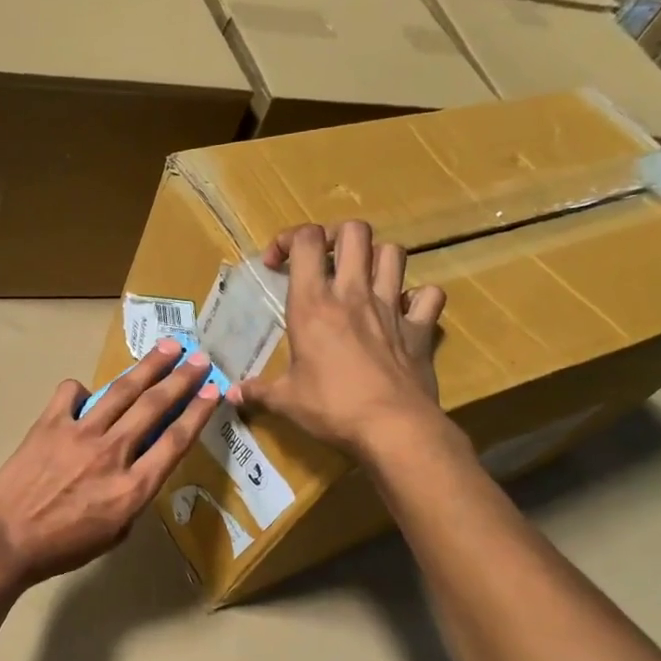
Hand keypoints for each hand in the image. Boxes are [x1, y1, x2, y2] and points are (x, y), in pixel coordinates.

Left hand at [0, 339, 220, 585]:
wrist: (6, 540)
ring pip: (122, 391)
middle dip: (182, 379)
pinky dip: (81, 390)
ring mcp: (80, 433)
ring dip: (148, 366)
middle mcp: (113, 452)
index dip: (198, 412)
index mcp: (133, 487)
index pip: (176, 441)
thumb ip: (132, 498)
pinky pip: (71, 393)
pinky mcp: (50, 424)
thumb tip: (137, 467)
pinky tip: (85, 394)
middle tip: (200, 358)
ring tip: (168, 346)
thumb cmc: (62, 548)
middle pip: (155, 406)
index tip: (214, 391)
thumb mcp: (114, 535)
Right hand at [231, 221, 446, 457]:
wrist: (393, 427)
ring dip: (377, 258)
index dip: (289, 239)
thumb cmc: (331, 408)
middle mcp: (354, 294)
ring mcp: (392, 308)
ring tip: (362, 278)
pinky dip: (417, 297)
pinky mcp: (420, 328)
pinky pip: (429, 295)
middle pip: (355, 232)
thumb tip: (231, 395)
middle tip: (323, 260)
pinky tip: (403, 311)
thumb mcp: (286, 401)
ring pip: (394, 252)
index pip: (306, 241)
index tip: (276, 263)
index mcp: (313, 305)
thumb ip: (258, 392)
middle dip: (336, 237)